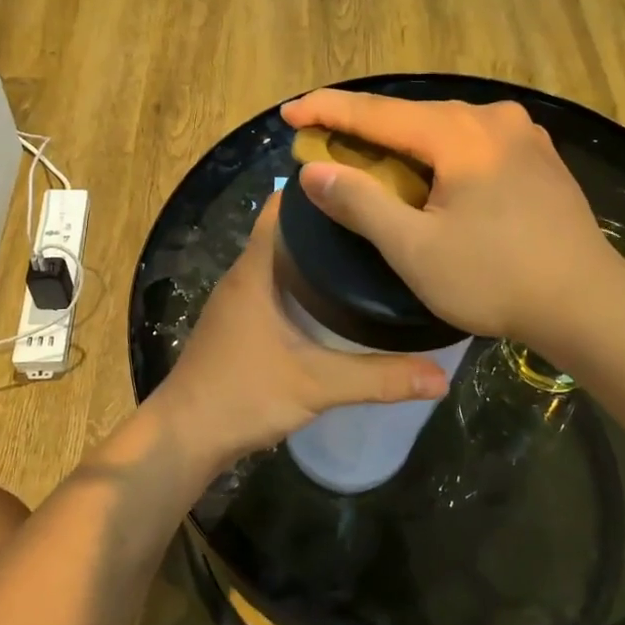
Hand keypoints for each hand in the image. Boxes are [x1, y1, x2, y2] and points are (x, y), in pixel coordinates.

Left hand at [146, 193, 450, 474]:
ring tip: (371, 254)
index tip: (367, 186)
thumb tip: (441, 376)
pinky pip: (278, 288)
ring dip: (319, 256)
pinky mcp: (241, 326)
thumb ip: (379, 378)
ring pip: (284, 261)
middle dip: (332, 224)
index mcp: (256, 270)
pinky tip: (339, 300)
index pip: (284, 207)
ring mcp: (239, 302)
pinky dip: (307, 285)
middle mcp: (245, 276)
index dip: (321, 191)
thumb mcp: (317, 385)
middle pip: (289, 231)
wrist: (183, 438)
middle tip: (383, 222)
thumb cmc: (243, 395)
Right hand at [281, 89, 611, 344]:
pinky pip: (473, 145)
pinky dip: (439, 156)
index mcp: (460, 133)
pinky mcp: (539, 158)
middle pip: (412, 117)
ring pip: (444, 130)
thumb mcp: (415, 249)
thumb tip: (313, 170)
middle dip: (364, 131)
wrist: (586, 303)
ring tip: (370, 163)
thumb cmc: (495, 278)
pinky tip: (430, 177)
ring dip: (403, 146)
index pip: (377, 113)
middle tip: (323, 144)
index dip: (327, 110)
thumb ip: (360, 203)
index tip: (289, 111)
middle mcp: (493, 118)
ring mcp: (523, 135)